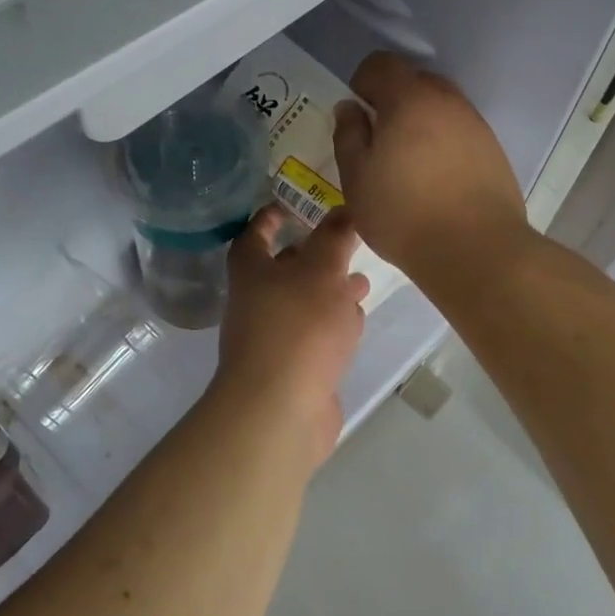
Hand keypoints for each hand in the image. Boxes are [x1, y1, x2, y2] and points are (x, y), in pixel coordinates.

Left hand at [209, 205, 368, 465]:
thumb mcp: (322, 271)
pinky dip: (333, 326)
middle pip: (282, 273)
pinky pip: (314, 338)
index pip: (254, 237)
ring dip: (329, 293)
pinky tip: (355, 323)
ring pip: (304, 306)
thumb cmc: (298, 327)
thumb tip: (345, 209)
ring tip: (362, 283)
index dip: (268, 220)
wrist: (281, 409)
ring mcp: (274, 341)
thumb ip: (335, 238)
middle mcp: (256, 304)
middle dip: (313, 258)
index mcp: (252, 273)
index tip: (286, 206)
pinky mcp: (294, 370)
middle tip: (344, 246)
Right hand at [332, 52, 530, 285]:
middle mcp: (448, 101)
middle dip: (393, 102)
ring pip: (440, 108)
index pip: (381, 64)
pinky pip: (460, 133)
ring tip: (408, 166)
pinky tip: (436, 181)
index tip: (357, 117)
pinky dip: (443, 144)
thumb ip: (348, 135)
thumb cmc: (403, 214)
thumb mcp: (356, 178)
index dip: (362, 83)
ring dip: (420, 124)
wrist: (475, 250)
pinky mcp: (493, 151)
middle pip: (414, 81)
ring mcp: (476, 125)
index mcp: (410, 99)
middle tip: (379, 143)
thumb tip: (350, 108)